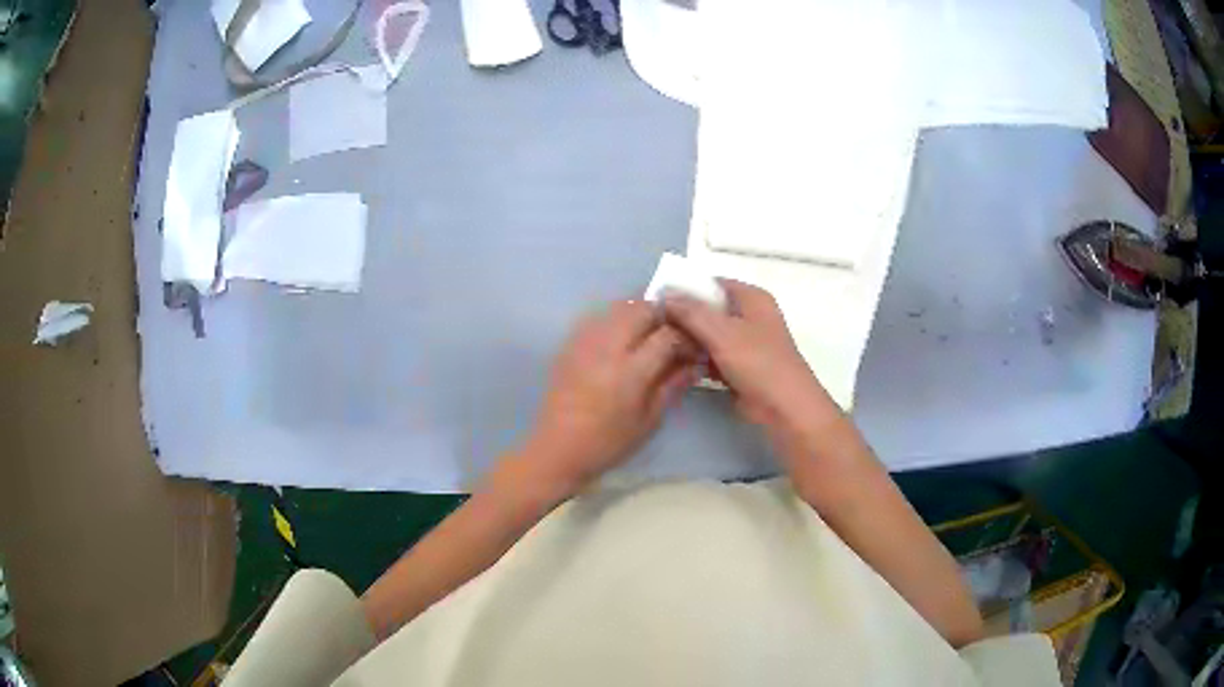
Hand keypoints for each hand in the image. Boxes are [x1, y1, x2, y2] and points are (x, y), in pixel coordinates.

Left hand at [515, 301, 696, 495]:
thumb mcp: (650, 420)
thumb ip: (673, 385)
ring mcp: (586, 341)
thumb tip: (695, 363)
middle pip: (642, 309)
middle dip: (663, 317)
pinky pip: (598, 317)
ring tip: (648, 336)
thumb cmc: (609, 442)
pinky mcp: (571, 343)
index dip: (687, 338)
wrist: (558, 448)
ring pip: (619, 306)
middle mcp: (608, 346)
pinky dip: (616, 320)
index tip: (694, 350)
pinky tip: (621, 341)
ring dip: (639, 314)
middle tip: (673, 337)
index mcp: (630, 370)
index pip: (668, 335)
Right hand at [663, 280, 840, 452]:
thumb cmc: (758, 363)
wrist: (784, 408)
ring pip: (710, 335)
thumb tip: (664, 295)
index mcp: (752, 298)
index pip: (712, 283)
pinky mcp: (741, 367)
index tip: (658, 299)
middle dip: (685, 317)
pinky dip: (699, 359)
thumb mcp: (722, 332)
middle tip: (655, 325)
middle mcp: (751, 316)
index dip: (686, 289)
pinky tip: (677, 365)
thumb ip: (691, 312)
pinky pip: (714, 356)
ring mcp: (746, 343)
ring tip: (661, 345)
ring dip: (690, 340)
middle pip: (710, 309)